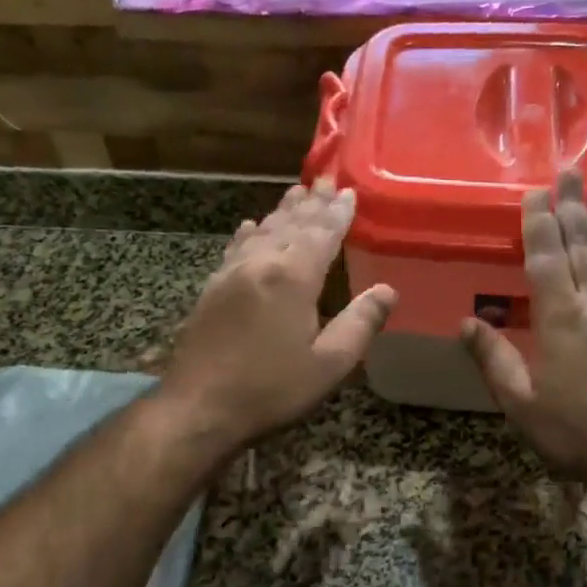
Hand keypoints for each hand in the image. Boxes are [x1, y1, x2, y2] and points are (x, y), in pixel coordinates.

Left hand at [162, 178, 396, 450]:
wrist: (198, 408)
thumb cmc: (270, 390)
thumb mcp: (328, 365)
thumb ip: (360, 324)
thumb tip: (388, 290)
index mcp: (292, 278)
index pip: (321, 234)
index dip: (337, 213)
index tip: (348, 191)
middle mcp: (260, 264)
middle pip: (290, 224)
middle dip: (310, 202)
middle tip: (323, 178)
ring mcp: (230, 274)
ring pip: (262, 231)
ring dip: (282, 211)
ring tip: (295, 192)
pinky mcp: (211, 289)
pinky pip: (235, 248)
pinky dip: (248, 233)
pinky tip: (249, 226)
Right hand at [461, 171, 586, 500]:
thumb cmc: (580, 436)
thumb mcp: (522, 406)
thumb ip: (494, 361)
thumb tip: (466, 324)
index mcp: (561, 320)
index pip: (547, 258)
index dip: (540, 223)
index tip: (536, 192)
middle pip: (584, 245)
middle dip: (574, 206)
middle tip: (571, 170)